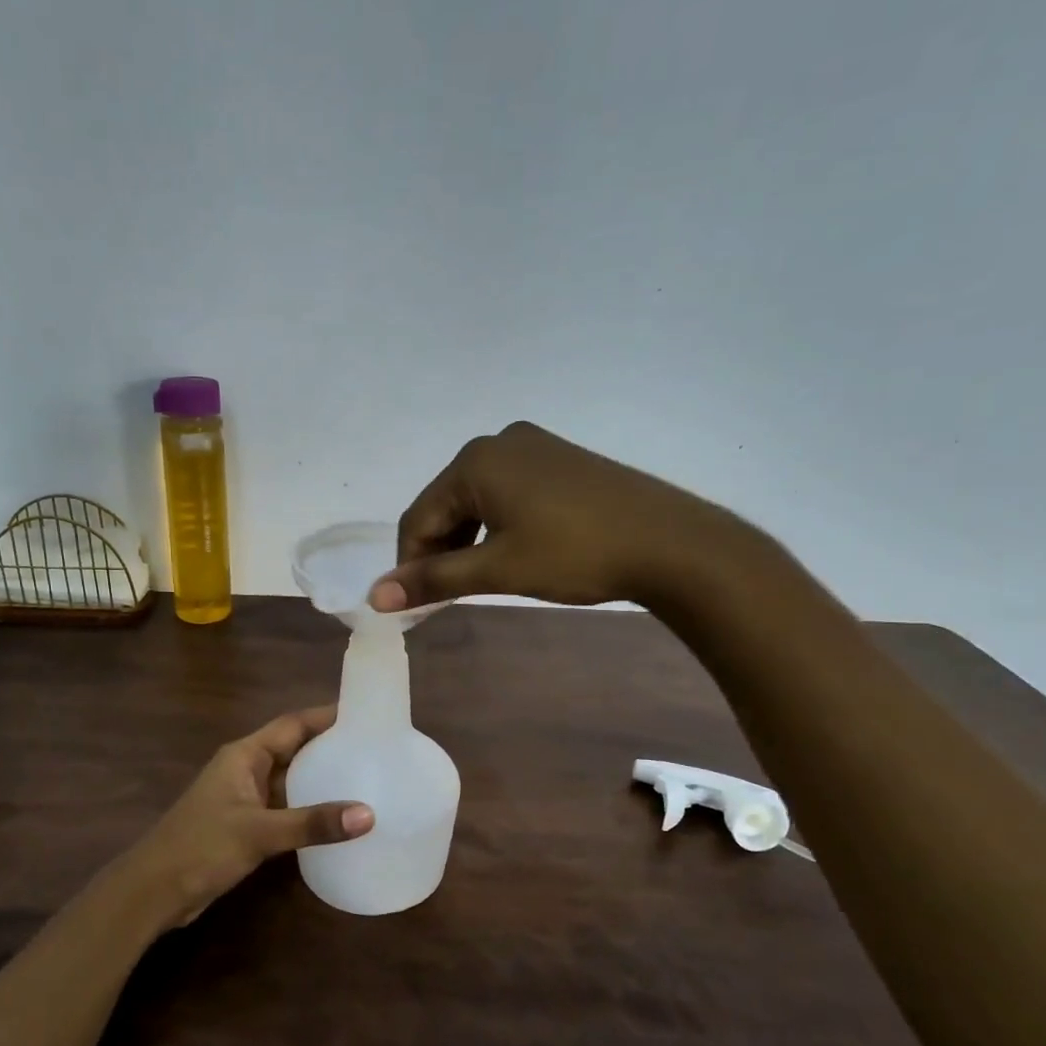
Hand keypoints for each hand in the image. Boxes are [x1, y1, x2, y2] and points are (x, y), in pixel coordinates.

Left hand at [117, 707, 372, 929]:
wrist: (153, 892)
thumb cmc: (201, 847)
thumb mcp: (259, 832)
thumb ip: (312, 823)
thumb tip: (368, 815)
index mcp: (244, 755)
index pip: (292, 725)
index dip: (326, 716)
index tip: (365, 713)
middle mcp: (246, 769)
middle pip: (295, 750)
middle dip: (331, 747)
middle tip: (376, 748)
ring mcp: (245, 799)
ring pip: (292, 781)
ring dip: (322, 781)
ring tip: (368, 780)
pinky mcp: (246, 826)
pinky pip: (286, 809)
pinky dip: (310, 810)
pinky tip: (338, 820)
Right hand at [370, 421, 755, 611]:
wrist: (670, 542)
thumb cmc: (575, 553)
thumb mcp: (497, 569)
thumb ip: (434, 579)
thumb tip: (375, 596)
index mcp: (476, 460)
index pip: (418, 516)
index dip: (409, 562)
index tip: (413, 603)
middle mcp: (499, 442)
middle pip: (446, 504)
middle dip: (439, 551)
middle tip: (445, 595)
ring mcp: (534, 447)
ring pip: (477, 500)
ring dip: (467, 541)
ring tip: (477, 580)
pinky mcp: (560, 460)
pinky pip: (508, 493)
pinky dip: (496, 526)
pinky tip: (510, 553)